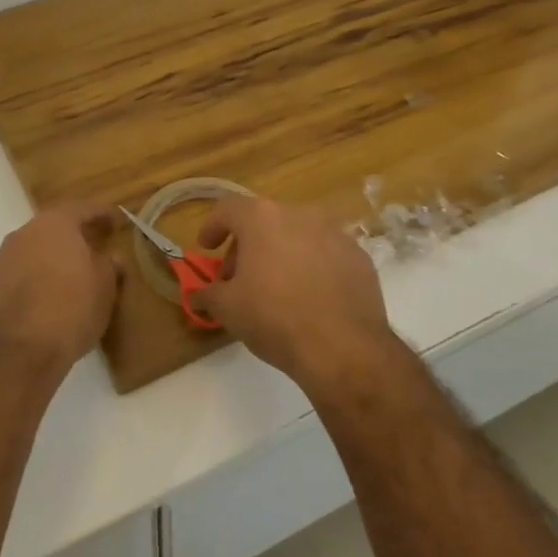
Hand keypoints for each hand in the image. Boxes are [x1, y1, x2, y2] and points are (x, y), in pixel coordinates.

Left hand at [0, 203, 120, 372]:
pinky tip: (52, 290)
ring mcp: (5, 258)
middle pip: (55, 226)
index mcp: (56, 224)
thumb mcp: (105, 287)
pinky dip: (39, 273)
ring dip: (55, 255)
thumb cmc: (72, 309)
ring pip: (36, 247)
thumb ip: (108, 265)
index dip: (103, 214)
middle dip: (76, 234)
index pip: (83, 209)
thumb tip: (109, 258)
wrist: (21, 351)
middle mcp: (25, 232)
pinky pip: (23, 269)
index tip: (117, 221)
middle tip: (96, 243)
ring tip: (74, 271)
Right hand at [190, 196, 396, 387]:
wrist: (343, 348)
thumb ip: (207, 294)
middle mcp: (300, 215)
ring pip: (297, 235)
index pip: (228, 208)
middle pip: (264, 221)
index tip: (207, 248)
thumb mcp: (227, 309)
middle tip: (238, 278)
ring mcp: (335, 233)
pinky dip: (311, 266)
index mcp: (262, 219)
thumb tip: (198, 295)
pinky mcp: (359, 257)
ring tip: (275, 288)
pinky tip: (309, 297)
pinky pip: (325, 254)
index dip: (212, 226)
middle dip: (246, 246)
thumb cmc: (274, 318)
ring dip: (280, 253)